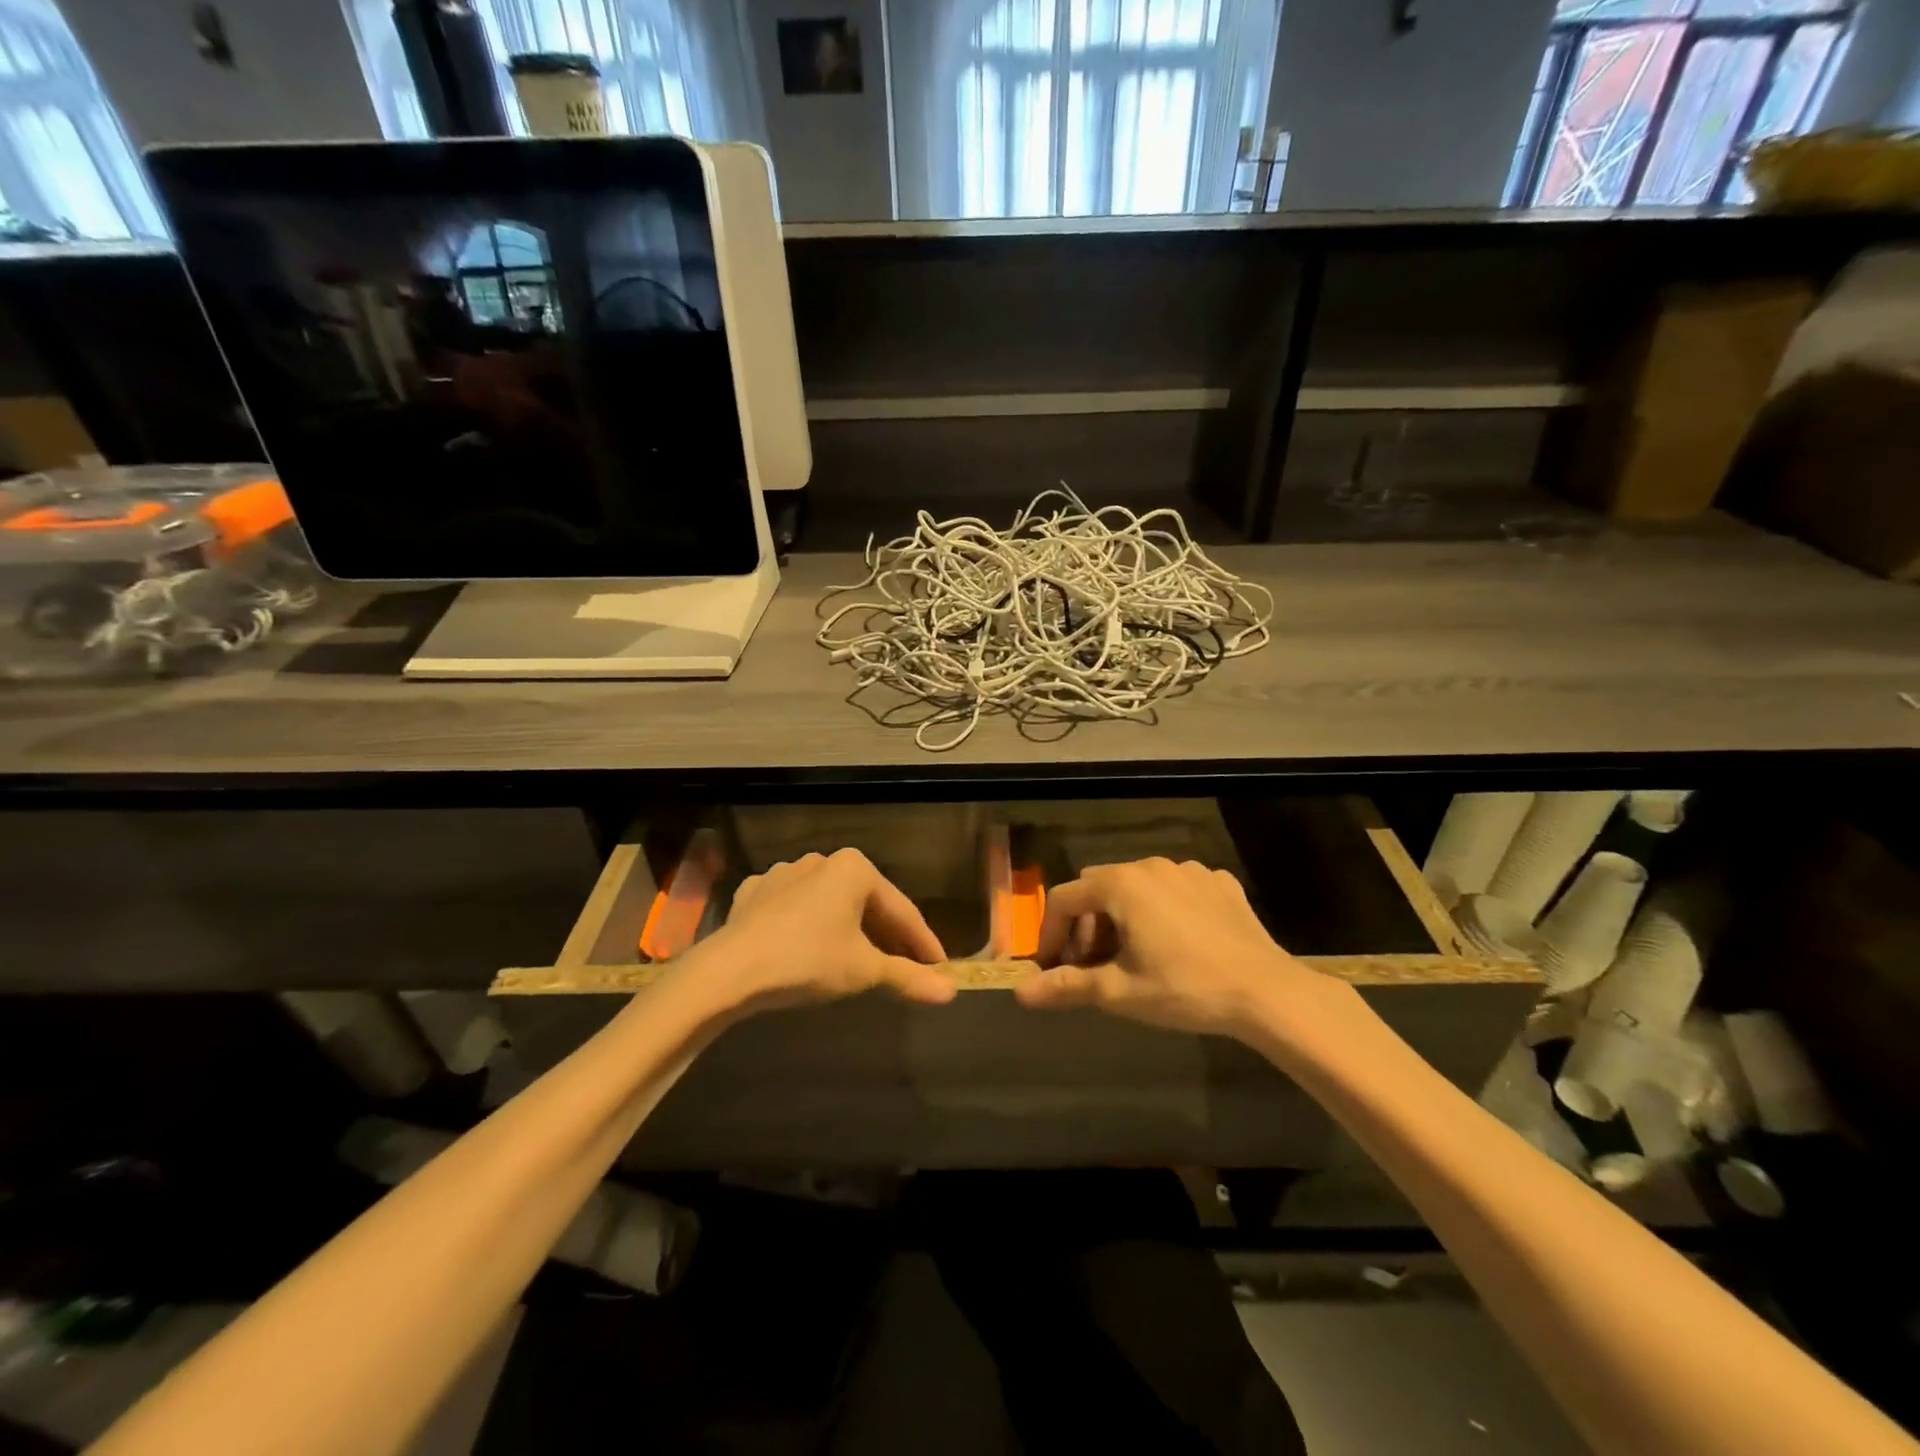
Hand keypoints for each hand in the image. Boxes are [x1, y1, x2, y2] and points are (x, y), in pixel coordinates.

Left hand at [686, 848, 956, 1016]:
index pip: (902, 911)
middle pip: (866, 904)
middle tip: (905, 966)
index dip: (924, 943)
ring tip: (859, 959)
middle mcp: (821, 861)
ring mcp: (783, 873)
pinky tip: (808, 947)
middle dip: (887, 936)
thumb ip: (908, 977)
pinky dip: (808, 927)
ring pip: (829, 904)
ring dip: (848, 930)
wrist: (729, 970)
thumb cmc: (808, 961)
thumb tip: (951, 992)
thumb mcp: (864, 970)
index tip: (940, 967)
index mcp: (855, 869)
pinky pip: (793, 909)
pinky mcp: (754, 893)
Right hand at [1015, 857, 1360, 1039]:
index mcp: (1121, 884)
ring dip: (1123, 915)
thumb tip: (1021, 992)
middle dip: (1086, 922)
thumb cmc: (1184, 988)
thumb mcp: (1120, 991)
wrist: (1266, 992)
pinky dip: (1163, 910)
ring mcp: (1189, 870)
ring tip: (1134, 955)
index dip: (1050, 933)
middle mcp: (1151, 865)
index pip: (1064, 898)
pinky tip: (1178, 943)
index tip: (1052, 966)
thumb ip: (1068, 986)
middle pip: (1099, 887)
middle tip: (1093, 963)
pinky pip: (1175, 889)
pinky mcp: (1219, 883)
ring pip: (1138, 885)